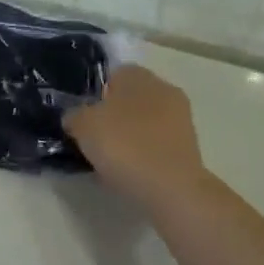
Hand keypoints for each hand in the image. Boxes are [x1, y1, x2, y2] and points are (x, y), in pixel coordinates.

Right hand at [64, 66, 209, 213]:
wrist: (172, 189)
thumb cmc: (124, 145)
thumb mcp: (82, 125)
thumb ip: (74, 115)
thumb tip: (75, 118)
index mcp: (138, 75)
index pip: (111, 75)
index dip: (94, 94)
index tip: (82, 116)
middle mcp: (163, 89)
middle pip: (129, 99)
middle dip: (112, 116)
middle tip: (92, 137)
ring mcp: (181, 120)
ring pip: (144, 123)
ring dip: (128, 136)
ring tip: (108, 160)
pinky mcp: (189, 148)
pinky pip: (155, 145)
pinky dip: (142, 155)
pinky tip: (128, 172)